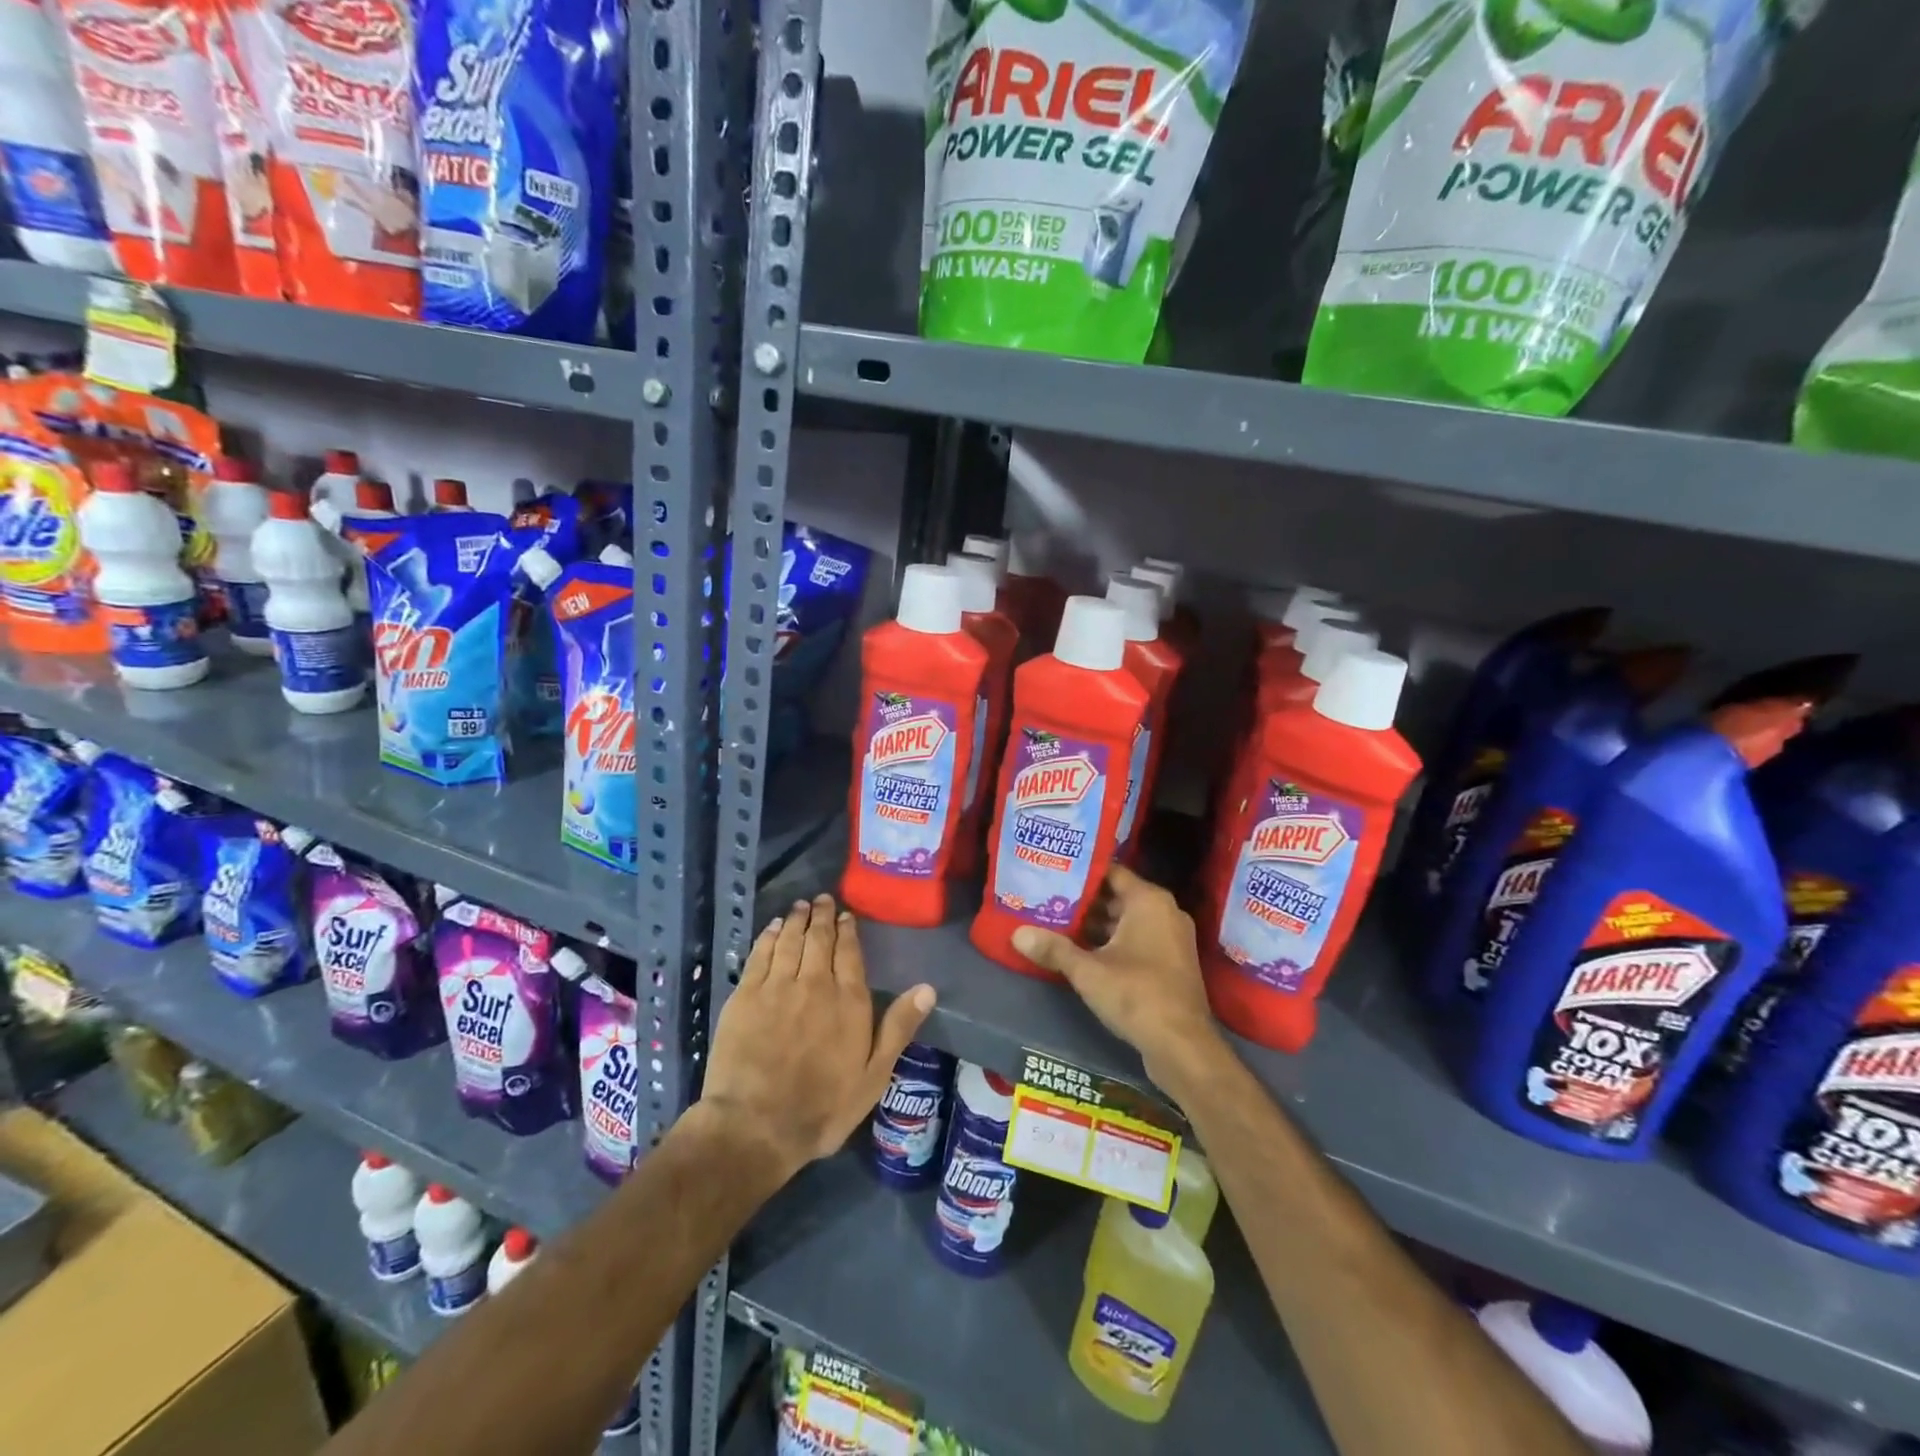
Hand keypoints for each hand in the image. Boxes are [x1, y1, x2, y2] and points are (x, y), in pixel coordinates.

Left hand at [702, 894, 934, 1180]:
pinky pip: (759, 955)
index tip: (845, 915)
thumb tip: (928, 988)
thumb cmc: (823, 1107)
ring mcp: (777, 986)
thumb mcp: (874, 1075)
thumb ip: (898, 1028)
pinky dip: (768, 937)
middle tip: (821, 899)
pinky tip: (771, 928)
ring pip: (789, 940)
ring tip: (799, 906)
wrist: (756, 1126)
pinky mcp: (745, 995)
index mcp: (848, 1000)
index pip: (849, 952)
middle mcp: (815, 983)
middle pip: (818, 939)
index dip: (847, 930)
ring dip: (795, 920)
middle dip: (821, 916)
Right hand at [1011, 865, 1224, 1086]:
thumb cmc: (1136, 995)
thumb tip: (1017, 934)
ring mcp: (1172, 939)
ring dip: (1096, 925)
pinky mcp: (1171, 963)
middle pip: (1117, 897)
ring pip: (1126, 921)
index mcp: (1149, 901)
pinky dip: (1113, 943)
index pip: (1111, 872)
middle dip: (1084, 902)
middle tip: (1047, 900)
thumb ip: (1053, 949)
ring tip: (1057, 925)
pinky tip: (1082, 953)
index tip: (1052, 874)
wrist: (1183, 1046)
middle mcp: (1165, 912)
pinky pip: (1138, 940)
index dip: (1081, 874)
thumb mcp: (1088, 971)